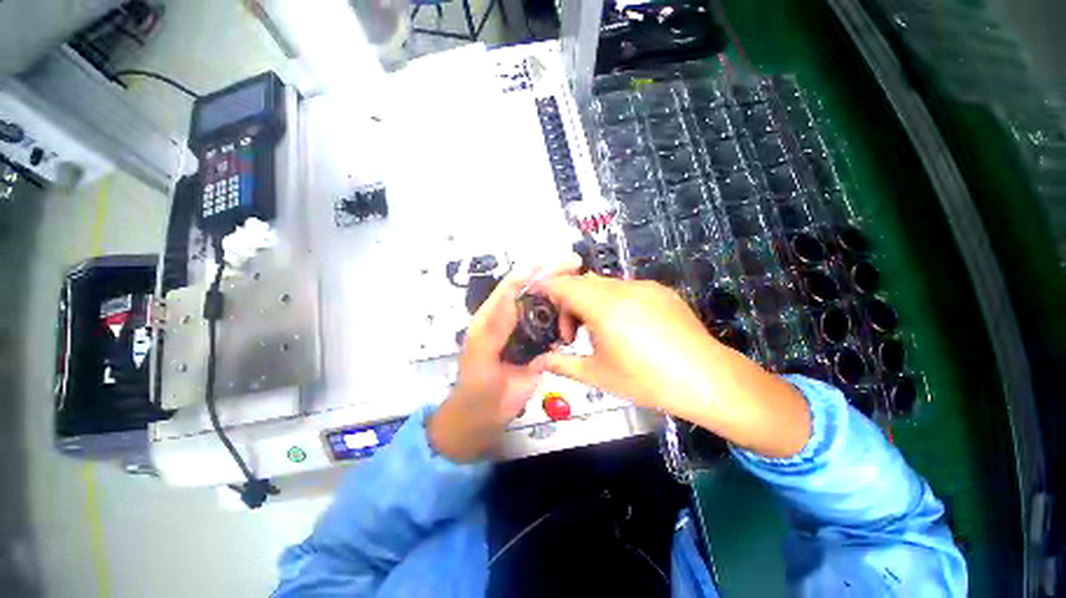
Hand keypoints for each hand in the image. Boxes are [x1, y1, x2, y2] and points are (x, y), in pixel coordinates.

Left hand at [428, 255, 582, 461]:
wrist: (487, 414)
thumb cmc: (477, 382)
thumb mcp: (481, 353)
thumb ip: (496, 326)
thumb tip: (511, 292)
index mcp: (493, 315)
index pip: (511, 287)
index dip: (529, 272)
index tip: (551, 262)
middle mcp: (512, 319)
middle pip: (533, 293)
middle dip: (553, 278)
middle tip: (576, 265)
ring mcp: (528, 334)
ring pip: (546, 310)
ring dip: (563, 297)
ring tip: (584, 285)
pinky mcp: (540, 349)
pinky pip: (555, 332)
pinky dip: (566, 323)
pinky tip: (581, 316)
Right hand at [541, 274, 810, 457]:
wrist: (707, 380)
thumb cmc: (646, 380)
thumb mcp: (597, 375)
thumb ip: (562, 364)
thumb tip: (538, 361)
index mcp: (603, 306)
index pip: (563, 284)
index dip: (547, 290)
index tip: (543, 308)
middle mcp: (623, 288)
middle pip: (582, 283)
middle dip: (569, 304)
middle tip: (574, 336)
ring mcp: (645, 286)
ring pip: (604, 285)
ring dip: (592, 303)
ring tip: (601, 334)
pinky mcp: (661, 291)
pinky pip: (627, 289)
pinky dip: (614, 302)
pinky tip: (629, 329)